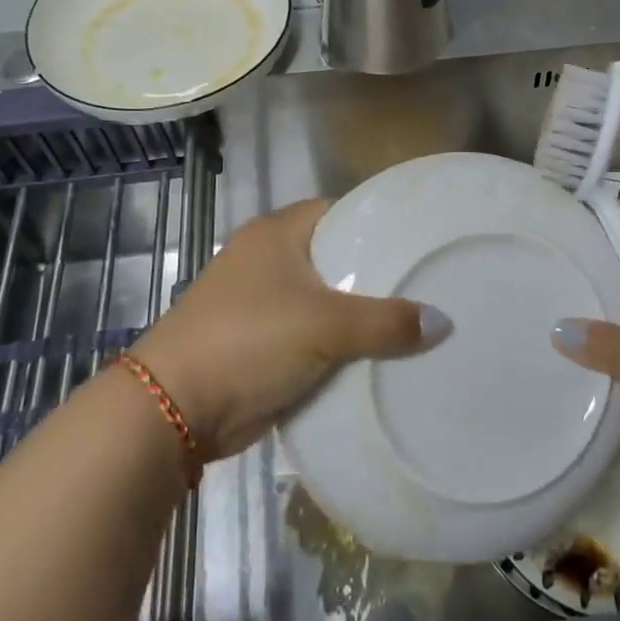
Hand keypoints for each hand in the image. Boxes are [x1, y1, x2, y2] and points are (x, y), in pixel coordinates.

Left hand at [131, 199, 447, 459]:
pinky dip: (343, 347)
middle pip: (338, 259)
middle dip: (378, 276)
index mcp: (277, 234)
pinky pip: (316, 337)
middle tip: (430, 285)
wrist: (176, 408)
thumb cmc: (249, 340)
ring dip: (362, 317)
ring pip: (328, 302)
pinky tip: (383, 357)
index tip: (420, 240)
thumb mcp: (325, 324)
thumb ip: (386, 321)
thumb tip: (443, 322)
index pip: (341, 212)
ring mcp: (264, 304)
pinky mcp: (264, 344)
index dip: (379, 224)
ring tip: (419, 322)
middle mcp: (269, 260)